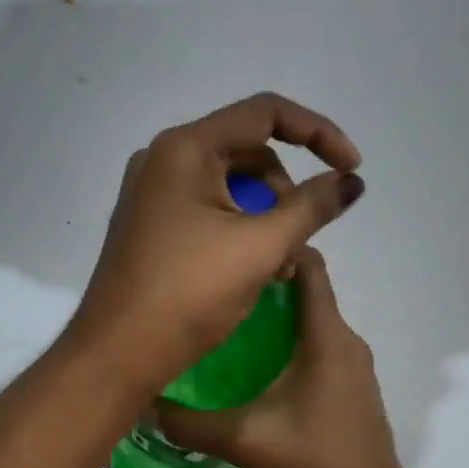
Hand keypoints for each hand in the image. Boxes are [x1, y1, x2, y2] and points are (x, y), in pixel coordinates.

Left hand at [67, 92, 363, 395]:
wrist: (117, 354)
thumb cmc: (188, 293)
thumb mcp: (260, 247)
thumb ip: (312, 206)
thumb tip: (351, 181)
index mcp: (185, 148)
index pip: (265, 113)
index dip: (318, 133)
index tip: (351, 168)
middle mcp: (163, 159)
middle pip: (248, 151)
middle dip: (286, 190)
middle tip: (301, 238)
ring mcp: (152, 193)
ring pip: (230, 185)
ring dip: (266, 216)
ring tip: (279, 267)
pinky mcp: (150, 224)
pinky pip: (207, 210)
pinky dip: (239, 230)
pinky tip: (254, 271)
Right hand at [154, 246, 413, 467]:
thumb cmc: (315, 464)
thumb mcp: (244, 440)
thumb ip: (190, 422)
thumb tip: (146, 403)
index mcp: (327, 337)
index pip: (310, 266)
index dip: (276, 249)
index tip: (233, 255)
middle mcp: (346, 342)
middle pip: (306, 294)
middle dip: (263, 287)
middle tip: (215, 295)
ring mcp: (353, 369)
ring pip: (311, 326)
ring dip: (274, 322)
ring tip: (225, 333)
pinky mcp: (352, 392)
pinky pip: (318, 352)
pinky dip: (288, 349)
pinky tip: (253, 376)